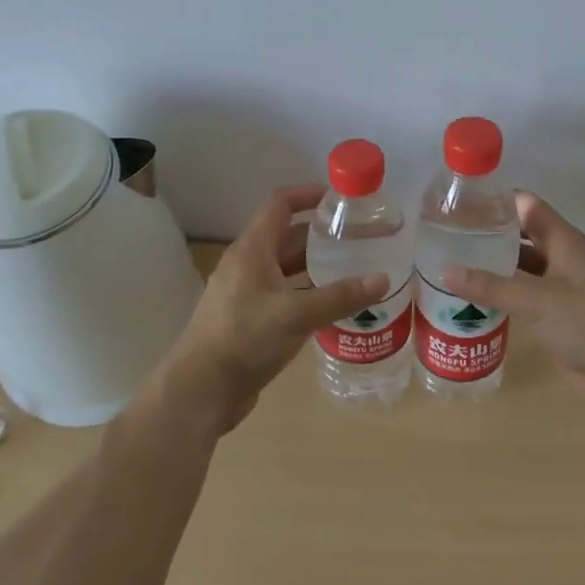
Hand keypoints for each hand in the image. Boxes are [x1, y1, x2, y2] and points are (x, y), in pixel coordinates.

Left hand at [160, 185, 386, 434]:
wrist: (201, 390)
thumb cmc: (246, 339)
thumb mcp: (298, 314)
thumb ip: (341, 296)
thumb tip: (383, 279)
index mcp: (252, 250)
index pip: (280, 204)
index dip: (308, 194)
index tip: (341, 199)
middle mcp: (246, 264)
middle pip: (286, 236)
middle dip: (320, 233)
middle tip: (358, 237)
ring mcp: (244, 292)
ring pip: (284, 267)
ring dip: (314, 264)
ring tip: (352, 267)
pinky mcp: (247, 318)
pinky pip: (281, 293)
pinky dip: (305, 291)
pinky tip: (330, 305)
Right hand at [442, 192, 584, 413]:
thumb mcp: (536, 299)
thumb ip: (490, 285)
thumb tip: (444, 270)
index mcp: (565, 242)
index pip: (527, 206)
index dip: (497, 201)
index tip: (460, 203)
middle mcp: (563, 259)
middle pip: (522, 236)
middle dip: (489, 235)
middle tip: (447, 236)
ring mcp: (561, 289)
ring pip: (521, 268)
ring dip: (493, 267)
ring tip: (452, 264)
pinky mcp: (557, 317)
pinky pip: (523, 297)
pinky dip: (502, 295)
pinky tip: (473, 299)